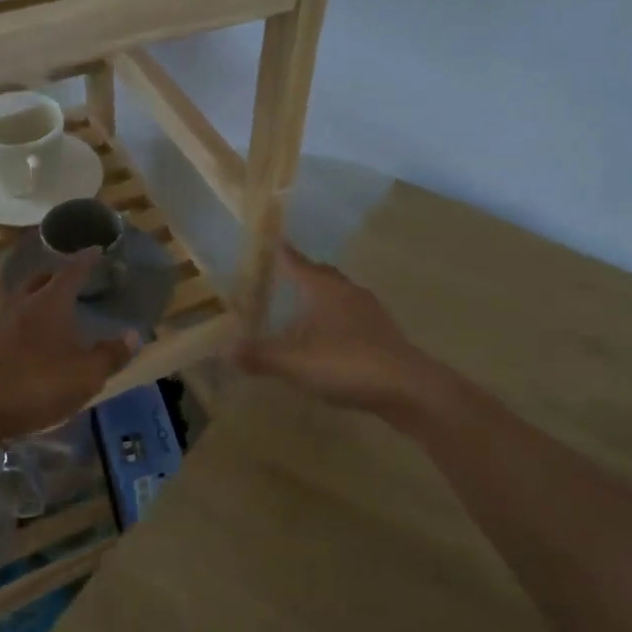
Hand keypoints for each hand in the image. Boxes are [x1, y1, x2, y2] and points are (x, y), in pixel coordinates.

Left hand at [0, 251, 137, 441]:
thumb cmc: (38, 384)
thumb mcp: (86, 374)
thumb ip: (110, 355)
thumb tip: (133, 335)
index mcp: (50, 302)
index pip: (72, 271)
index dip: (86, 260)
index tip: (96, 249)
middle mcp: (23, 304)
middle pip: (40, 279)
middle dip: (58, 275)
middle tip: (74, 278)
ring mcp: (1, 323)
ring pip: (22, 298)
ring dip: (38, 296)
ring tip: (54, 305)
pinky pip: (12, 320)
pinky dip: (27, 319)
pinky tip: (34, 336)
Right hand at [233, 244, 440, 416]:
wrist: (406, 388)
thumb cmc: (345, 363)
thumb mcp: (293, 362)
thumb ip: (259, 355)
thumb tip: (224, 349)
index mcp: (325, 289)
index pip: (298, 263)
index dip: (284, 254)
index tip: (274, 242)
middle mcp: (349, 293)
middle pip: (323, 276)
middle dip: (304, 274)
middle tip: (285, 275)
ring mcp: (370, 314)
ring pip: (340, 297)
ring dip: (321, 299)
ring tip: (303, 309)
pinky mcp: (383, 336)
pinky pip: (352, 319)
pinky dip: (336, 322)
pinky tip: (328, 340)